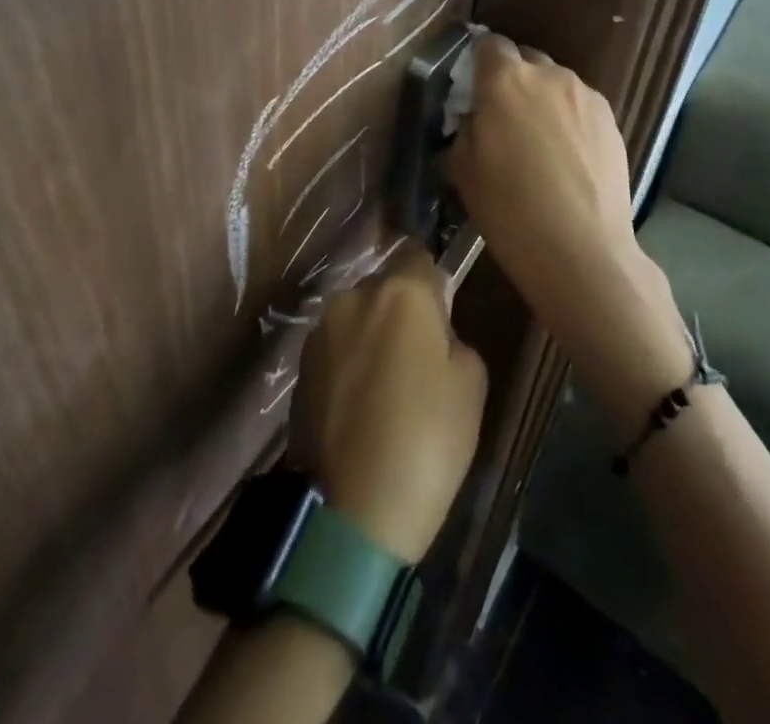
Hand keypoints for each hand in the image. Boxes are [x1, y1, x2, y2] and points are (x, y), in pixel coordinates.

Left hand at [287, 250, 486, 561]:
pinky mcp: (299, 367)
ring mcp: (320, 331)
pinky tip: (360, 407)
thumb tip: (434, 333)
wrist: (351, 513)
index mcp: (400, 292)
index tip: (443, 317)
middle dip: (402, 311)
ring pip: (358, 317)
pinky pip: (336, 348)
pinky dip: (350, 364)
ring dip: (373, 336)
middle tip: (420, 361)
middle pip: (386, 287)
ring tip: (387, 390)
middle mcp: (353, 297)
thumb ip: (454, 337)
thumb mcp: (471, 385)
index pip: (420, 256)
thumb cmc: (425, 441)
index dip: (434, 284)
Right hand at [447, 37, 691, 421]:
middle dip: (512, 80)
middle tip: (504, 119)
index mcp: (505, 80)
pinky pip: (580, 105)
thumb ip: (466, 128)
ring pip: (555, 83)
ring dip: (543, 100)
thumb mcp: (463, 169)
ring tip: (540, 143)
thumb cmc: (509, 210)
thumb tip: (475, 116)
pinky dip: (569, 119)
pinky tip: (567, 156)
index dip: (480, 63)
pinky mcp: (611, 118)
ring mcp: (585, 94)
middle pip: (525, 60)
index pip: (489, 45)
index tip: (474, 89)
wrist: (581, 248)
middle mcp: (548, 74)